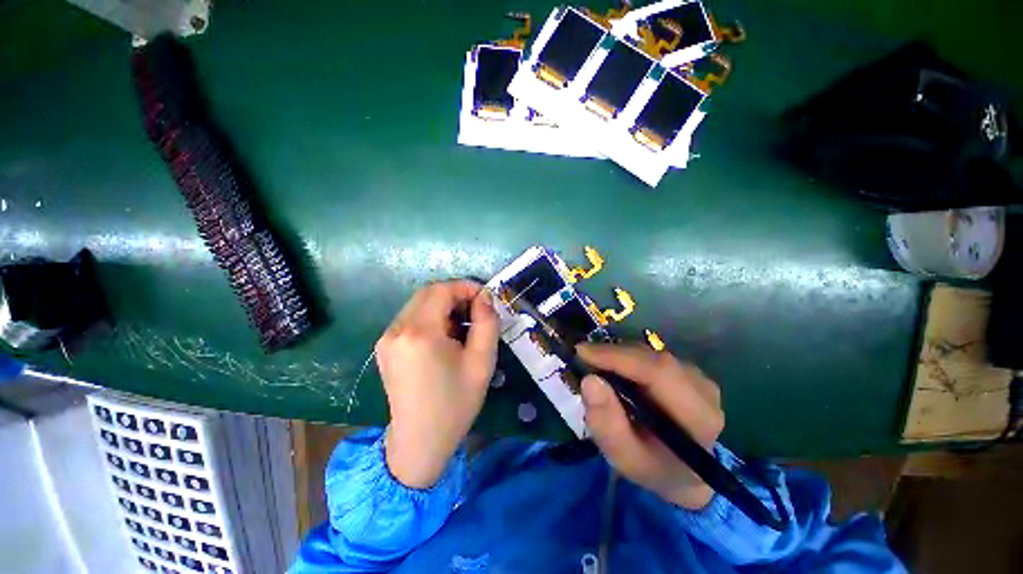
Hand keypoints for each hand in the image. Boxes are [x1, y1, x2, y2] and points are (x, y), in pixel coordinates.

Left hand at [376, 280, 499, 488]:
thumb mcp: (482, 362)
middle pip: (428, 293)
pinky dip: (431, 317)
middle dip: (455, 295)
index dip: (466, 287)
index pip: (442, 290)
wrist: (420, 441)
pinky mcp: (385, 347)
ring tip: (463, 326)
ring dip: (444, 306)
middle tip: (477, 310)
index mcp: (419, 332)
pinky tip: (445, 337)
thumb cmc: (455, 403)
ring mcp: (386, 338)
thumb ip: (487, 323)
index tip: (485, 298)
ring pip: (419, 304)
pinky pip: (411, 318)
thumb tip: (485, 297)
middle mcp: (396, 329)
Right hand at [578, 344, 724, 509]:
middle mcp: (703, 390)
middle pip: (653, 358)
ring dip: (618, 354)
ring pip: (650, 353)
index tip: (583, 352)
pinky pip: (651, 355)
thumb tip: (590, 380)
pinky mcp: (686, 370)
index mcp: (698, 417)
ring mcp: (697, 377)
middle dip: (613, 353)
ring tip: (595, 363)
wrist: (681, 471)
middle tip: (582, 356)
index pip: (659, 373)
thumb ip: (607, 424)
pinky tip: (613, 368)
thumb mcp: (624, 457)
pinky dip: (626, 357)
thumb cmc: (652, 467)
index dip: (618, 357)